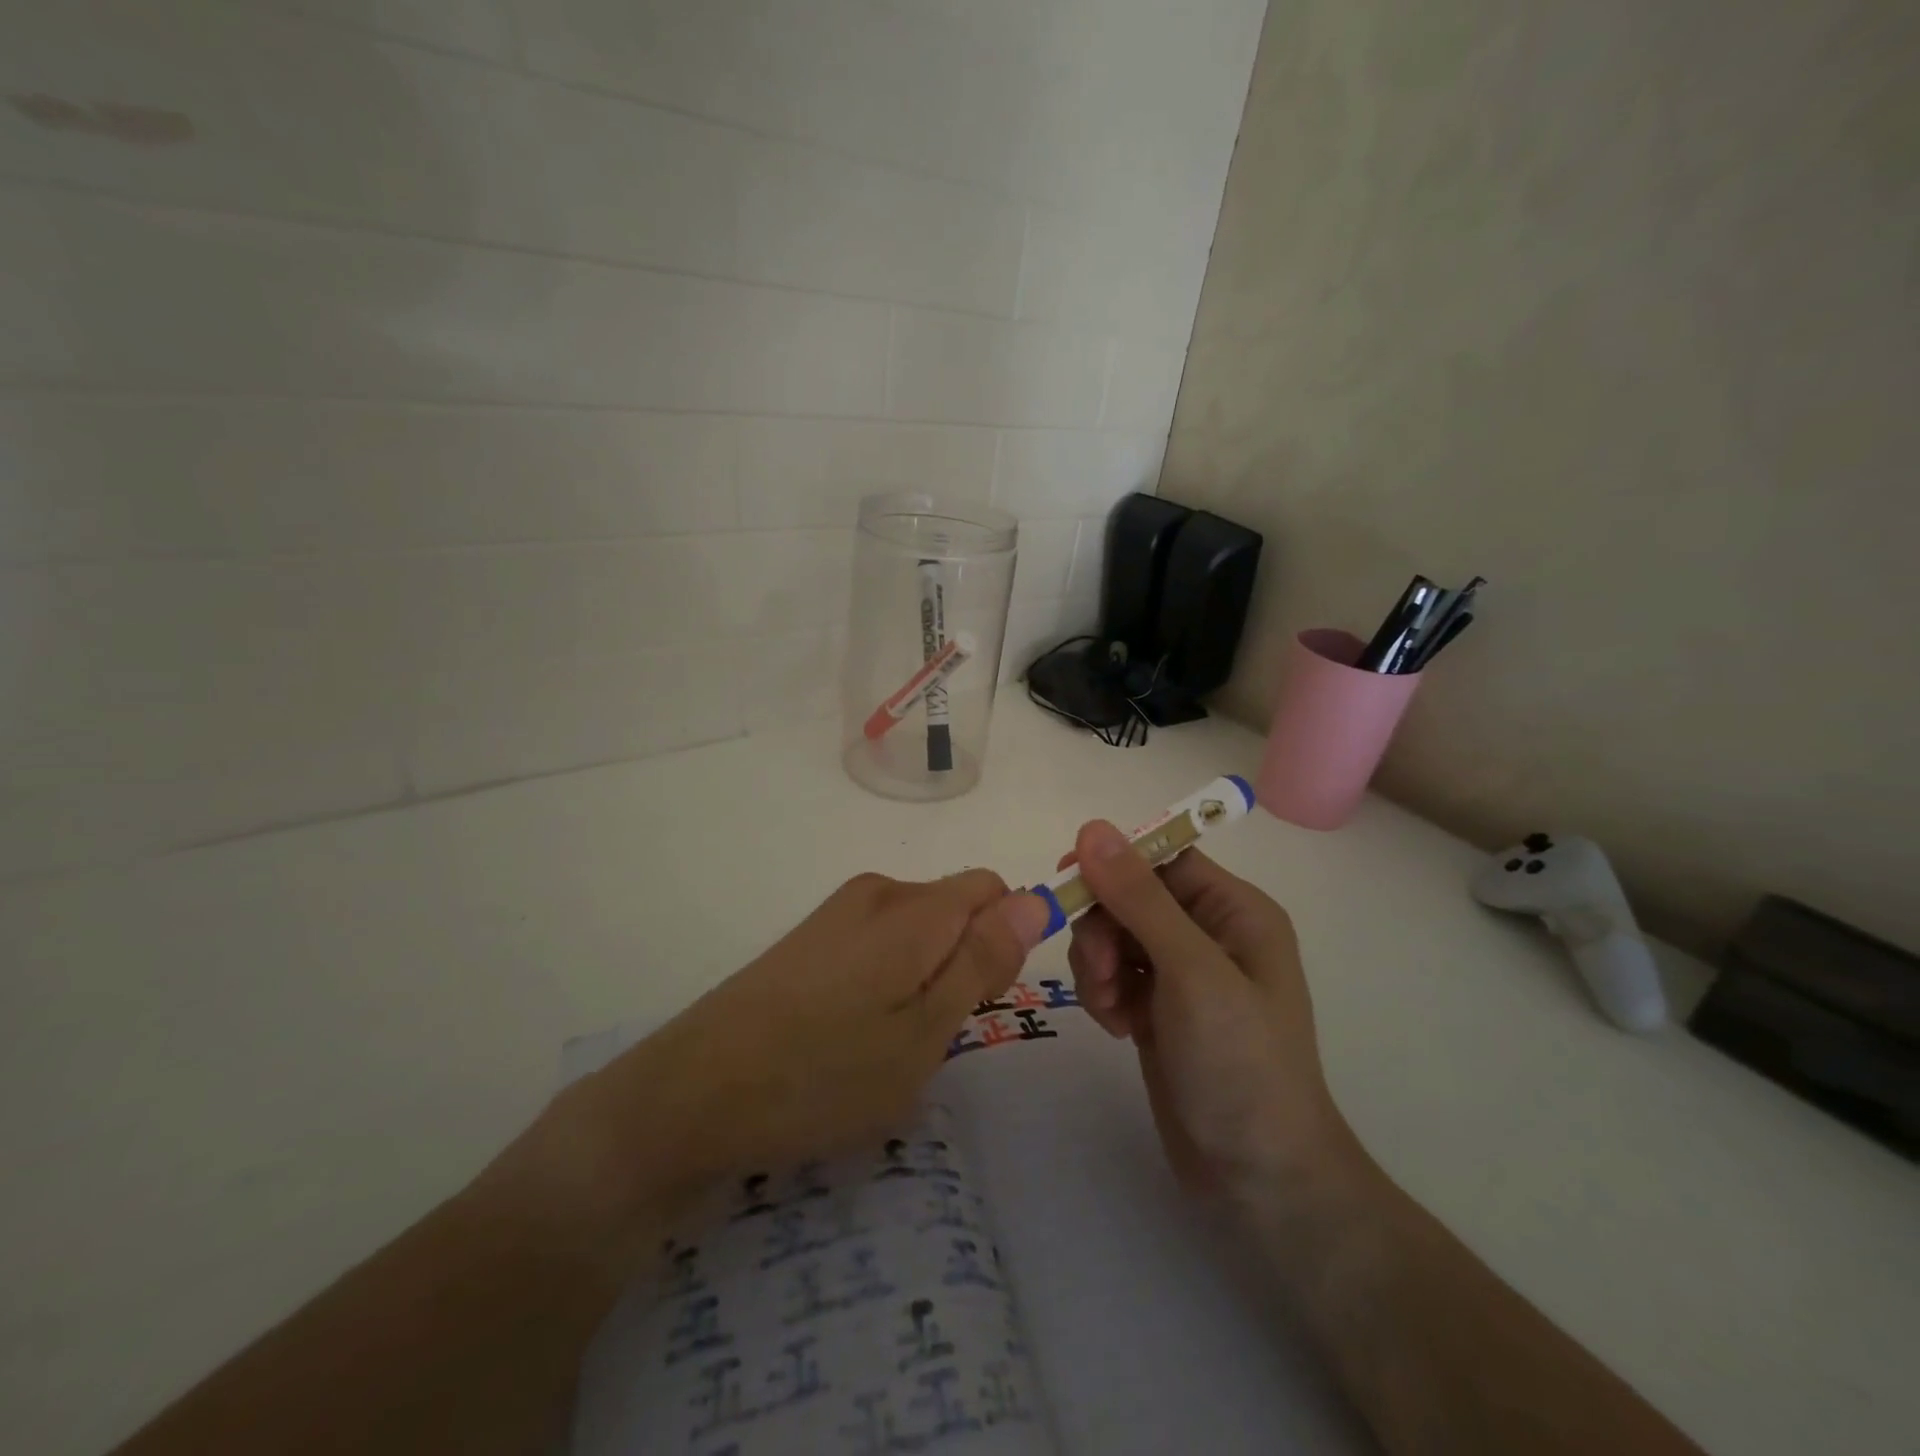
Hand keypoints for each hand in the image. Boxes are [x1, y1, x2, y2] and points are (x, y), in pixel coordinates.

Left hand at [514, 871, 1050, 1259]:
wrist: (690, 1095)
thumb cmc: (822, 1075)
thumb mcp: (923, 1032)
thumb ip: (982, 960)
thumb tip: (1035, 899)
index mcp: (913, 908)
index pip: (993, 890)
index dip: (1004, 940)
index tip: (981, 1001)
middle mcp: (877, 892)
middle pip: (955, 908)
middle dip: (963, 963)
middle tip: (930, 1037)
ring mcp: (837, 913)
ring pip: (917, 931)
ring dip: (924, 979)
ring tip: (886, 1046)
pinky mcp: (809, 938)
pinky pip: (877, 944)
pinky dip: (886, 982)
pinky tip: (849, 1037)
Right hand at [1063, 821, 1358, 1206]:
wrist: (1258, 1178)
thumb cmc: (1240, 1063)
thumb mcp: (1190, 972)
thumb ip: (1139, 897)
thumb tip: (1092, 828)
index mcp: (1234, 910)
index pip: (1162, 858)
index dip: (1115, 864)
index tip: (1068, 882)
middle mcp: (1209, 932)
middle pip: (1130, 896)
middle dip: (1103, 929)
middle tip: (1101, 974)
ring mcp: (1182, 973)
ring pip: (1113, 935)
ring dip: (1097, 965)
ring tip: (1111, 1009)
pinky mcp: (1159, 1008)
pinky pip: (1113, 974)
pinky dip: (1103, 994)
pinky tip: (1117, 1028)